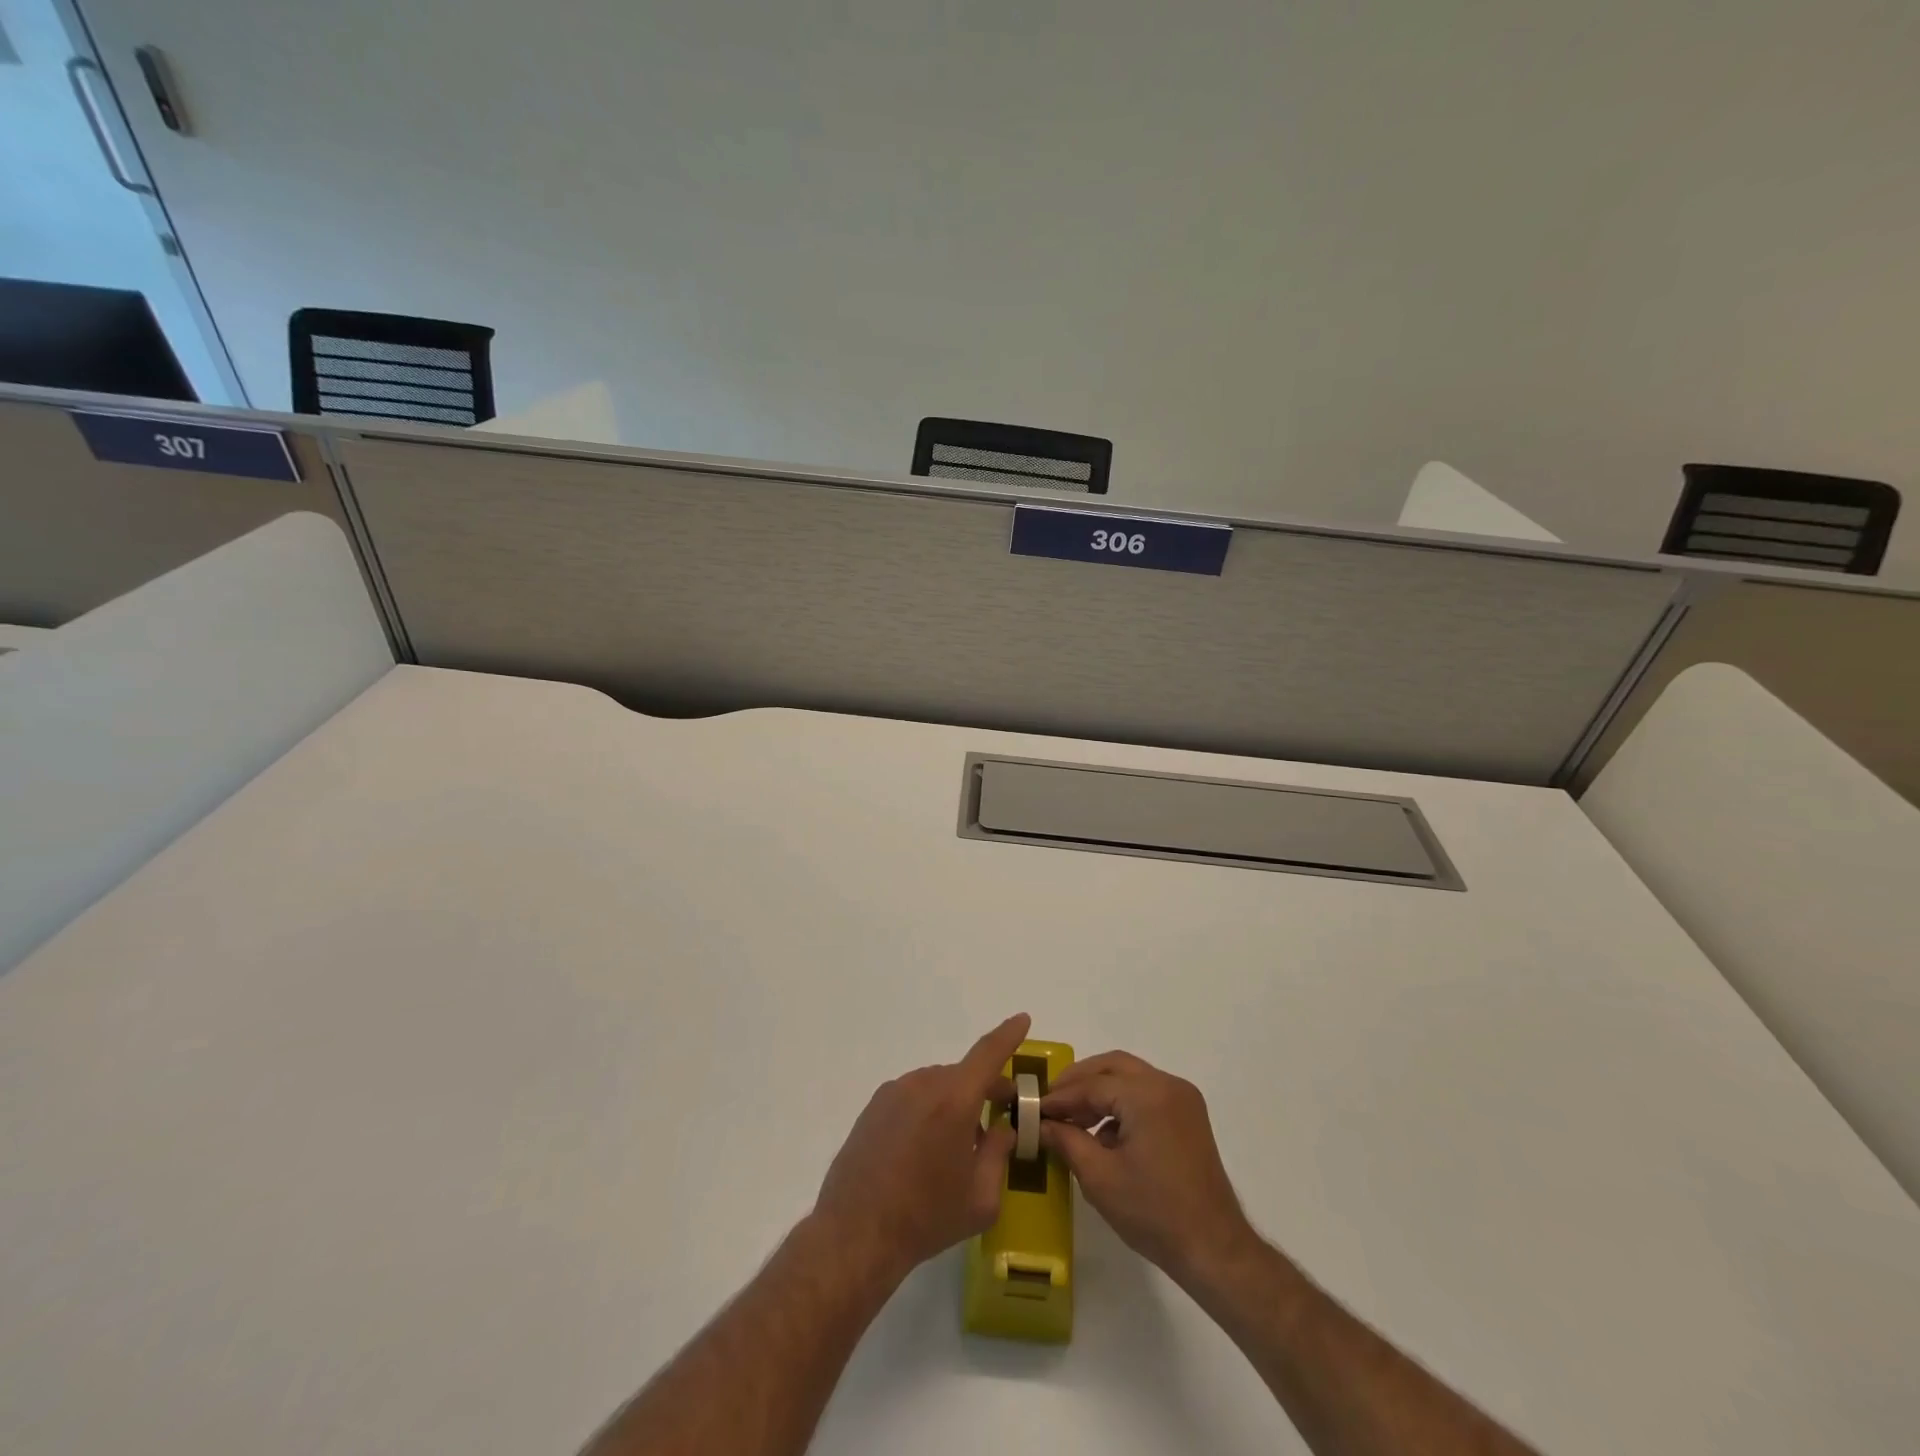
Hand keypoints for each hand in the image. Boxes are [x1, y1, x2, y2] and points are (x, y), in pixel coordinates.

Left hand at [812, 1013, 1029, 1286]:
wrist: (856, 1233)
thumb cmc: (926, 1218)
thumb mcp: (980, 1198)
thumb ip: (999, 1154)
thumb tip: (1003, 1128)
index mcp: (954, 1101)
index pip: (988, 1054)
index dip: (1008, 1034)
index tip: (1022, 1019)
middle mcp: (923, 1084)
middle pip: (964, 1075)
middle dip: (985, 1089)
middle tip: (999, 1115)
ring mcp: (894, 1092)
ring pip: (937, 1086)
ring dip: (954, 1103)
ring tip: (956, 1147)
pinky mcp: (874, 1106)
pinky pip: (913, 1097)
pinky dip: (928, 1110)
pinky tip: (923, 1150)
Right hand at [1040, 1050, 1258, 1288]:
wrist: (1214, 1250)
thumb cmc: (1154, 1213)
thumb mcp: (1100, 1178)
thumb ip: (1067, 1141)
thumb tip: (1042, 1124)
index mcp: (1147, 1095)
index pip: (1092, 1085)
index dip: (1059, 1096)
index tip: (1033, 1108)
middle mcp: (1168, 1085)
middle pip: (1112, 1066)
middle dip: (1079, 1081)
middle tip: (1051, 1102)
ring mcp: (1183, 1099)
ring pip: (1130, 1077)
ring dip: (1100, 1091)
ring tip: (1072, 1120)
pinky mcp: (1189, 1116)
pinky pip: (1146, 1094)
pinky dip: (1121, 1103)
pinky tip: (1103, 1133)